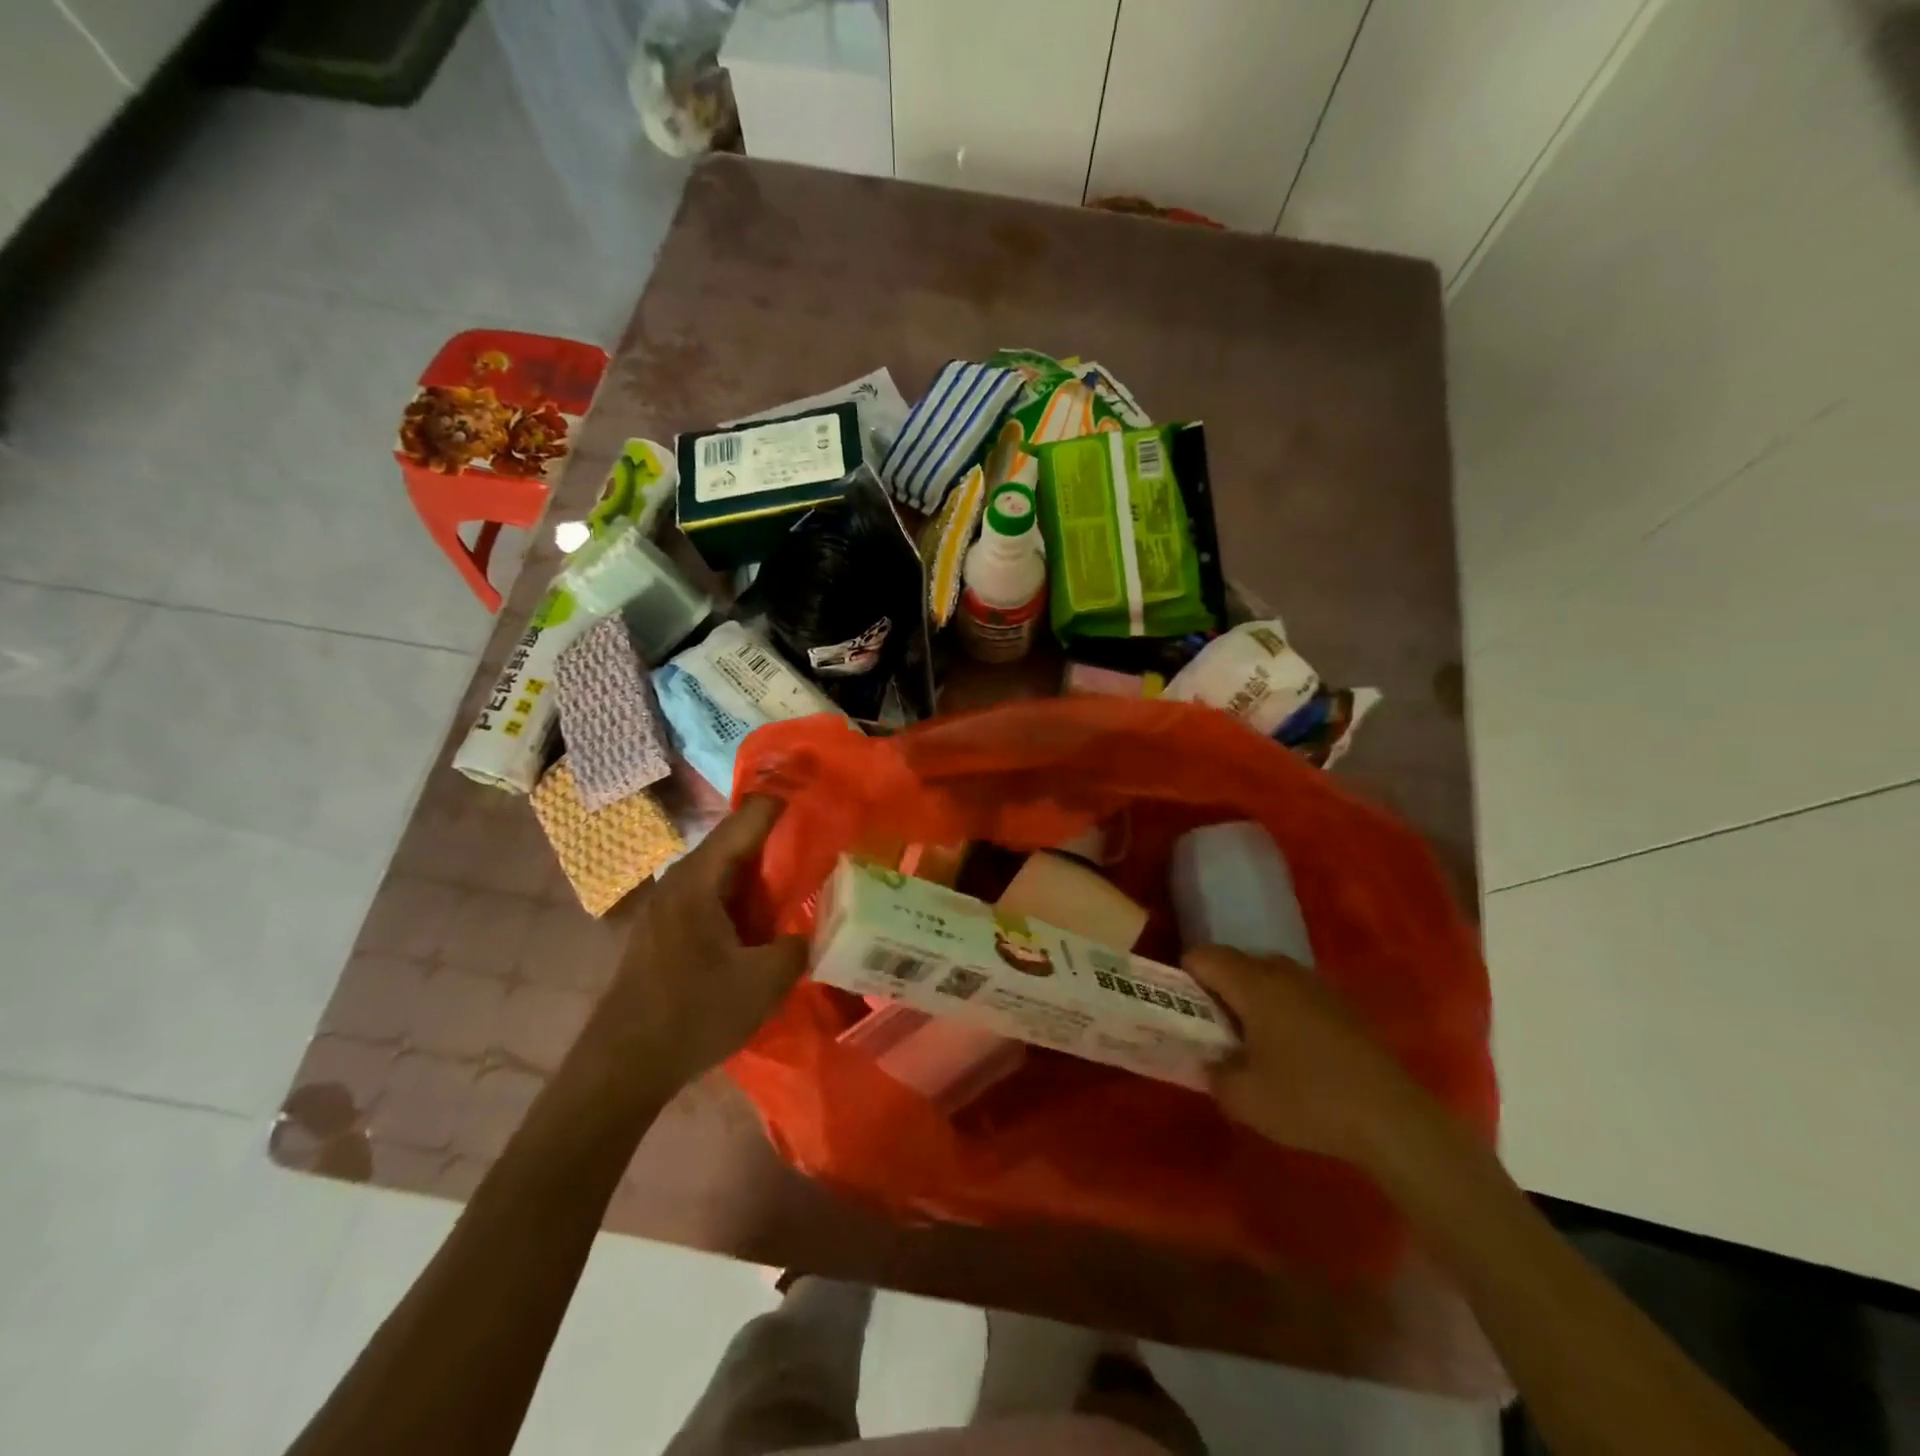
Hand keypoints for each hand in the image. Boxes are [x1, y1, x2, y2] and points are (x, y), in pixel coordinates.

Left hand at [586, 795, 807, 1093]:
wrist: (623, 1067)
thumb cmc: (692, 1014)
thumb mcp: (764, 982)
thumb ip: (800, 946)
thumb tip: (816, 929)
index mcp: (700, 879)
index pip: (747, 821)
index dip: (782, 803)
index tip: (819, 793)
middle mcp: (681, 881)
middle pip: (737, 844)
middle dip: (779, 838)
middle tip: (824, 836)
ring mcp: (670, 907)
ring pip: (727, 874)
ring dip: (763, 874)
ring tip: (806, 875)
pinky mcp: (669, 932)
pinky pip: (716, 898)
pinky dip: (746, 899)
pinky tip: (769, 918)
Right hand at [1183, 947, 1431, 1169]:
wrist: (1393, 1120)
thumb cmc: (1309, 1102)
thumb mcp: (1244, 1099)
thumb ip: (1213, 1073)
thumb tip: (1210, 1061)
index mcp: (1253, 984)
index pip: (1203, 956)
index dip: (1185, 978)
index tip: (1185, 1012)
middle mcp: (1282, 972)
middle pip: (1234, 961)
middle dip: (1217, 988)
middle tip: (1214, 1030)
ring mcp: (1316, 984)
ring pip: (1266, 976)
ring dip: (1250, 998)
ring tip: (1250, 1041)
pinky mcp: (1340, 1004)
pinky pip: (1293, 992)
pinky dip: (1280, 1009)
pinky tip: (1291, 1051)